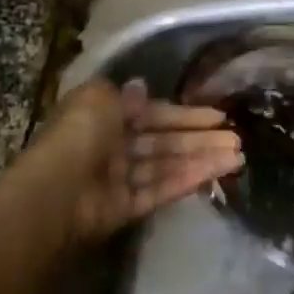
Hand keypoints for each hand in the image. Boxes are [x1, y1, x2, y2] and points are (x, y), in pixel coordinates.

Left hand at [25, 78, 241, 246]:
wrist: (55, 194)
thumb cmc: (78, 137)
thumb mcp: (100, 99)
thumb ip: (126, 96)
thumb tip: (141, 86)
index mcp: (102, 117)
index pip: (150, 113)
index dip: (183, 114)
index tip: (216, 115)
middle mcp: (111, 146)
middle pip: (163, 141)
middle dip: (199, 138)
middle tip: (236, 138)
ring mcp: (119, 179)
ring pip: (166, 165)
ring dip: (202, 159)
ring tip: (238, 157)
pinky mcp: (125, 208)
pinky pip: (160, 190)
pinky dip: (186, 180)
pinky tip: (215, 172)